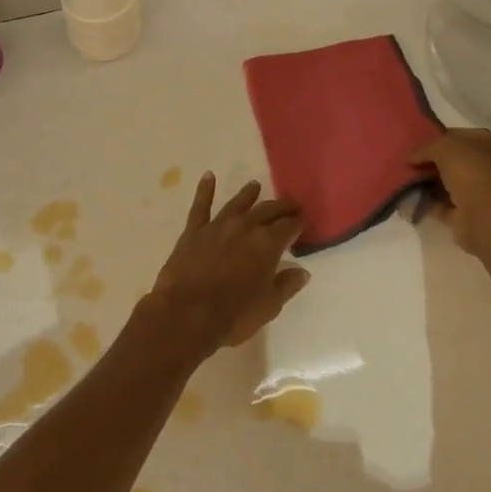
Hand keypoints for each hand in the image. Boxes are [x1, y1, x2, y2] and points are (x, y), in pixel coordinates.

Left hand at [148, 175, 308, 353]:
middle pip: (267, 210)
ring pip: (237, 204)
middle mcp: (244, 227)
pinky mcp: (194, 230)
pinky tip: (208, 176)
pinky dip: (205, 190)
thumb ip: (286, 285)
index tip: (304, 219)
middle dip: (281, 207)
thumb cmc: (233, 315)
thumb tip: (302, 271)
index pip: (289, 226)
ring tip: (255, 186)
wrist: (186, 314)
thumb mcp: (268, 306)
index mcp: (267, 244)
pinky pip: (201, 206)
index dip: (298, 222)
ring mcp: (217, 226)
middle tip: (291, 204)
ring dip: (248, 194)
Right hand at [408, 129, 490, 257]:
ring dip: (427, 184)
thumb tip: (410, 158)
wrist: (489, 218)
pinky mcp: (469, 217)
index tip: (416, 143)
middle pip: (455, 162)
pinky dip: (427, 203)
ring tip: (402, 180)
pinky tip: (407, 198)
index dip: (439, 139)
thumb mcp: (444, 147)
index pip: (462, 137)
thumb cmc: (473, 171)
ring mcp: (482, 194)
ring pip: (448, 185)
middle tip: (407, 163)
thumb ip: (425, 148)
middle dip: (431, 163)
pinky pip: (443, 206)